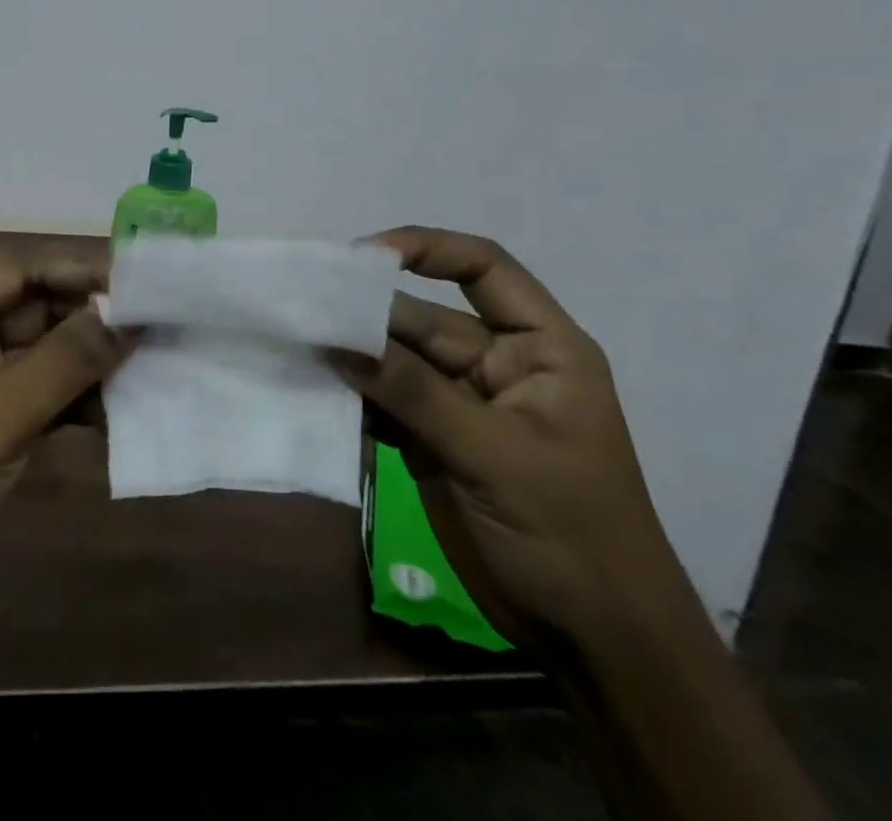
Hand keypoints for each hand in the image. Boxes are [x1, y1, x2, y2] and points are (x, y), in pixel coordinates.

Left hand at [0, 247, 125, 616]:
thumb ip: (65, 360)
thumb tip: (129, 316)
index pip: (22, 267)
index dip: (84, 270)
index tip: (147, 281)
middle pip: (36, 303)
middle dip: (94, 319)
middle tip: (162, 325)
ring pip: (43, 345)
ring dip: (91, 360)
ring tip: (156, 363)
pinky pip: (39, 385)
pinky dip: (75, 397)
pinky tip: (123, 409)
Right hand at [332, 227, 683, 649]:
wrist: (593, 643)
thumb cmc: (572, 536)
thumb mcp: (497, 456)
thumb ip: (416, 394)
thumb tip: (339, 343)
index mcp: (539, 349)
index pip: (484, 269)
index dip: (427, 248)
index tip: (364, 255)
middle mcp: (496, 363)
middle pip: (421, 318)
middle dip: (367, 316)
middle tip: (304, 314)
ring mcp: (459, 403)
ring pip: (393, 360)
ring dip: (351, 356)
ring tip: (297, 346)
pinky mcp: (431, 440)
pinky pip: (383, 401)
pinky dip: (352, 398)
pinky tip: (314, 392)